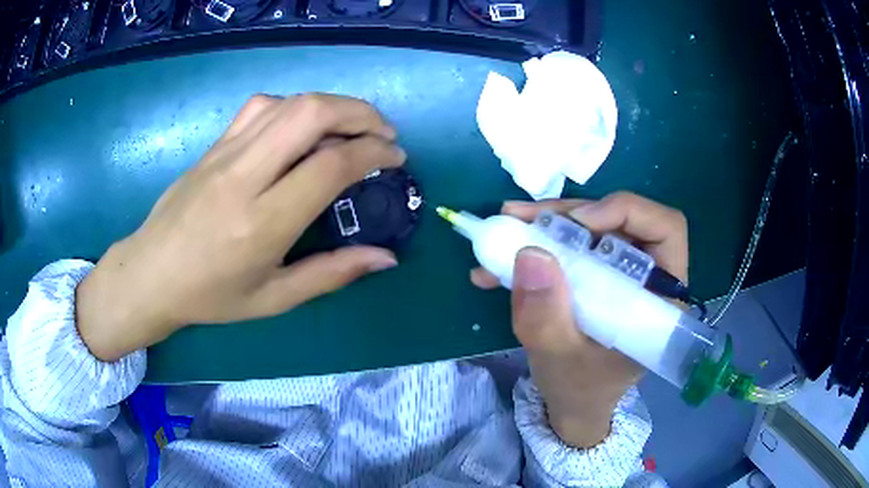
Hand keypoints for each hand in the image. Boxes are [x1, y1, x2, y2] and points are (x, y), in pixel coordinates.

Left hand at [76, 94, 405, 360]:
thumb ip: (332, 275)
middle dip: (360, 113)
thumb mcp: (274, 299)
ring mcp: (225, 153)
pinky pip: (262, 106)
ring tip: (352, 127)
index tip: (395, 157)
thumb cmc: (211, 296)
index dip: (373, 152)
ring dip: (332, 105)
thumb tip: (386, 257)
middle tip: (383, 132)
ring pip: (289, 102)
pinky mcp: (214, 145)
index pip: (329, 166)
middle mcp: (244, 177)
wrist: (151, 273)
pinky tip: (302, 128)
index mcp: (261, 223)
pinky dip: (295, 107)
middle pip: (311, 114)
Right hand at [471, 191, 687, 447]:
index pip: (665, 229)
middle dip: (569, 214)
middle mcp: (647, 276)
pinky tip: (498, 263)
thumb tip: (530, 253)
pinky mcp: (597, 276)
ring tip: (505, 228)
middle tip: (520, 218)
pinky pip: (571, 246)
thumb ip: (546, 317)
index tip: (578, 223)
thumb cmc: (579, 390)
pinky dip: (536, 245)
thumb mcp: (559, 360)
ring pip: (592, 227)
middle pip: (621, 220)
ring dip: (546, 225)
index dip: (625, 211)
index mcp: (660, 298)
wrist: (573, 405)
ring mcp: (621, 273)